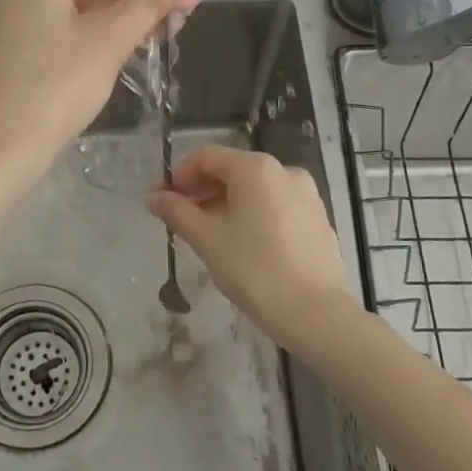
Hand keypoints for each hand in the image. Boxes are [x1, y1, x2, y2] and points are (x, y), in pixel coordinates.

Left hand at [0, 0, 198, 180]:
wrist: (3, 150)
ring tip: (172, 26)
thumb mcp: (109, 40)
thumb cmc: (57, 88)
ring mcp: (14, 21)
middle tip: (189, 4)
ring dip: (125, 12)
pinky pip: (64, 28)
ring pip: (80, 6)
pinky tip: (133, 43)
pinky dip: (99, 31)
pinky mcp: (16, 51)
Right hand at [148, 145, 359, 354]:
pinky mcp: (317, 218)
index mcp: (256, 168)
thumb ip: (177, 212)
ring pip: (254, 190)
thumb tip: (154, 197)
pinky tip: (241, 244)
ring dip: (225, 204)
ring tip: (208, 235)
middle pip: (232, 170)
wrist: (315, 314)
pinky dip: (252, 215)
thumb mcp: (207, 239)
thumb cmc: (254, 270)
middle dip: (201, 191)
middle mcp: (284, 171)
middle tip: (179, 219)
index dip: (180, 175)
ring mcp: (306, 194)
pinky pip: (275, 205)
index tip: (163, 201)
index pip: (207, 157)